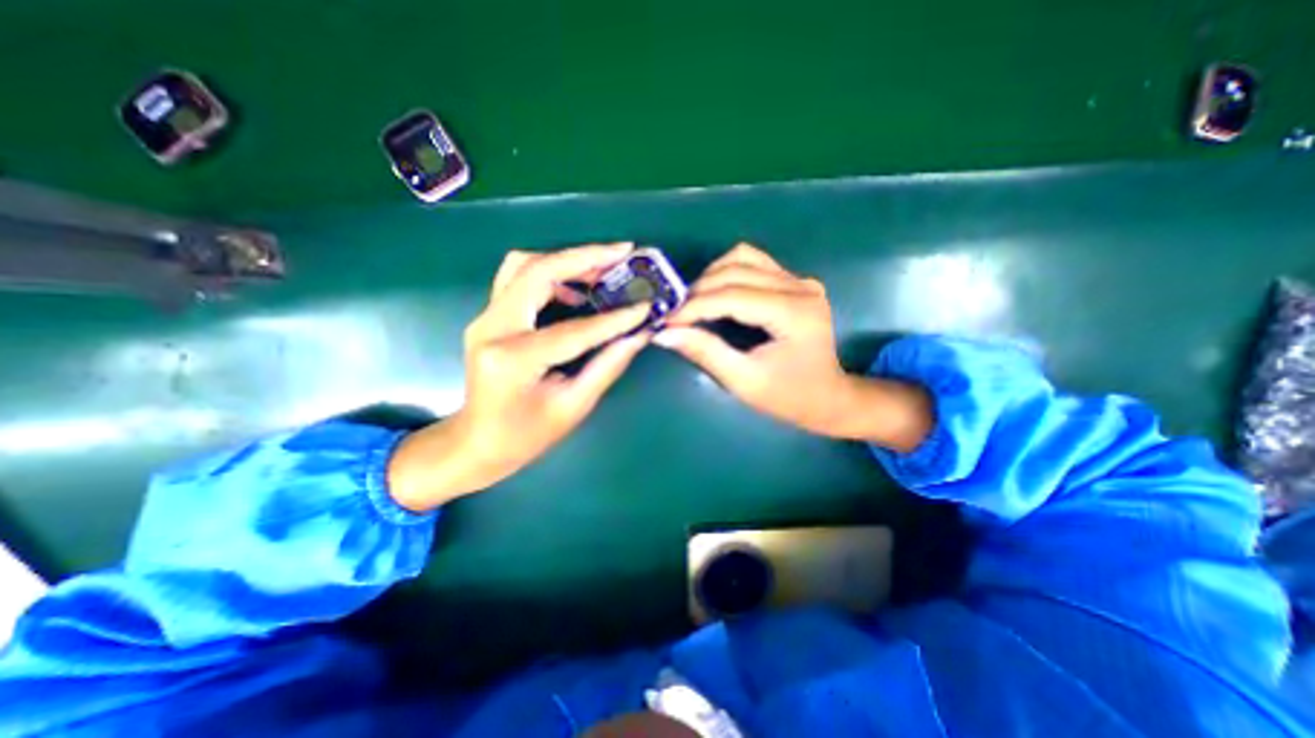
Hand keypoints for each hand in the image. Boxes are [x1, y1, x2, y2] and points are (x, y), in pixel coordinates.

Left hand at [389, 244, 657, 508]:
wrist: (476, 442)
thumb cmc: (525, 435)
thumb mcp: (574, 406)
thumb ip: (608, 365)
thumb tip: (639, 335)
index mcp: (513, 359)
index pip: (573, 329)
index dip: (615, 318)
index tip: (646, 306)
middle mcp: (492, 328)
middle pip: (537, 271)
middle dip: (584, 257)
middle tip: (623, 253)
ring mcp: (485, 318)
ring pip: (524, 265)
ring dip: (567, 261)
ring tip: (605, 269)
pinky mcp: (489, 316)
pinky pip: (519, 279)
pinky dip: (551, 274)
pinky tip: (577, 291)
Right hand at [654, 244, 921, 446]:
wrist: (828, 396)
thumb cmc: (788, 396)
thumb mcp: (744, 381)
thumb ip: (705, 352)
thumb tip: (664, 333)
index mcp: (794, 313)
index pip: (733, 296)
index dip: (695, 306)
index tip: (665, 320)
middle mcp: (800, 287)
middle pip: (736, 271)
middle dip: (699, 292)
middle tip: (676, 316)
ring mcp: (800, 280)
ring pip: (743, 258)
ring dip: (712, 277)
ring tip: (694, 303)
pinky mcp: (796, 281)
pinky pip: (754, 262)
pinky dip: (728, 272)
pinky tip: (717, 293)